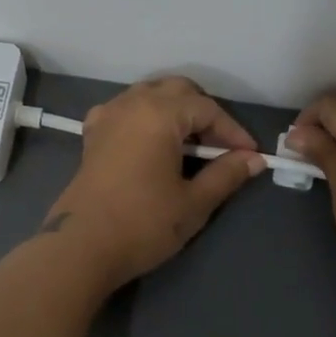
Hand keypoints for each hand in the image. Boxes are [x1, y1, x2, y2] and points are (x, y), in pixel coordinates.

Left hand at [41, 77, 266, 289]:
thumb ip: (226, 174)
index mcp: (159, 113)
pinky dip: (146, 116)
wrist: (82, 246)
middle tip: (221, 147)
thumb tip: (253, 159)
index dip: (232, 131)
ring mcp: (108, 114)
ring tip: (191, 144)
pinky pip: (126, 109)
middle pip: (178, 90)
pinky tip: (152, 142)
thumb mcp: (194, 202)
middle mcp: (132, 102)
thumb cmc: (143, 223)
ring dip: (175, 111)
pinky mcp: (93, 132)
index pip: (207, 108)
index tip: (250, 156)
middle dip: (204, 113)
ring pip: (150, 94)